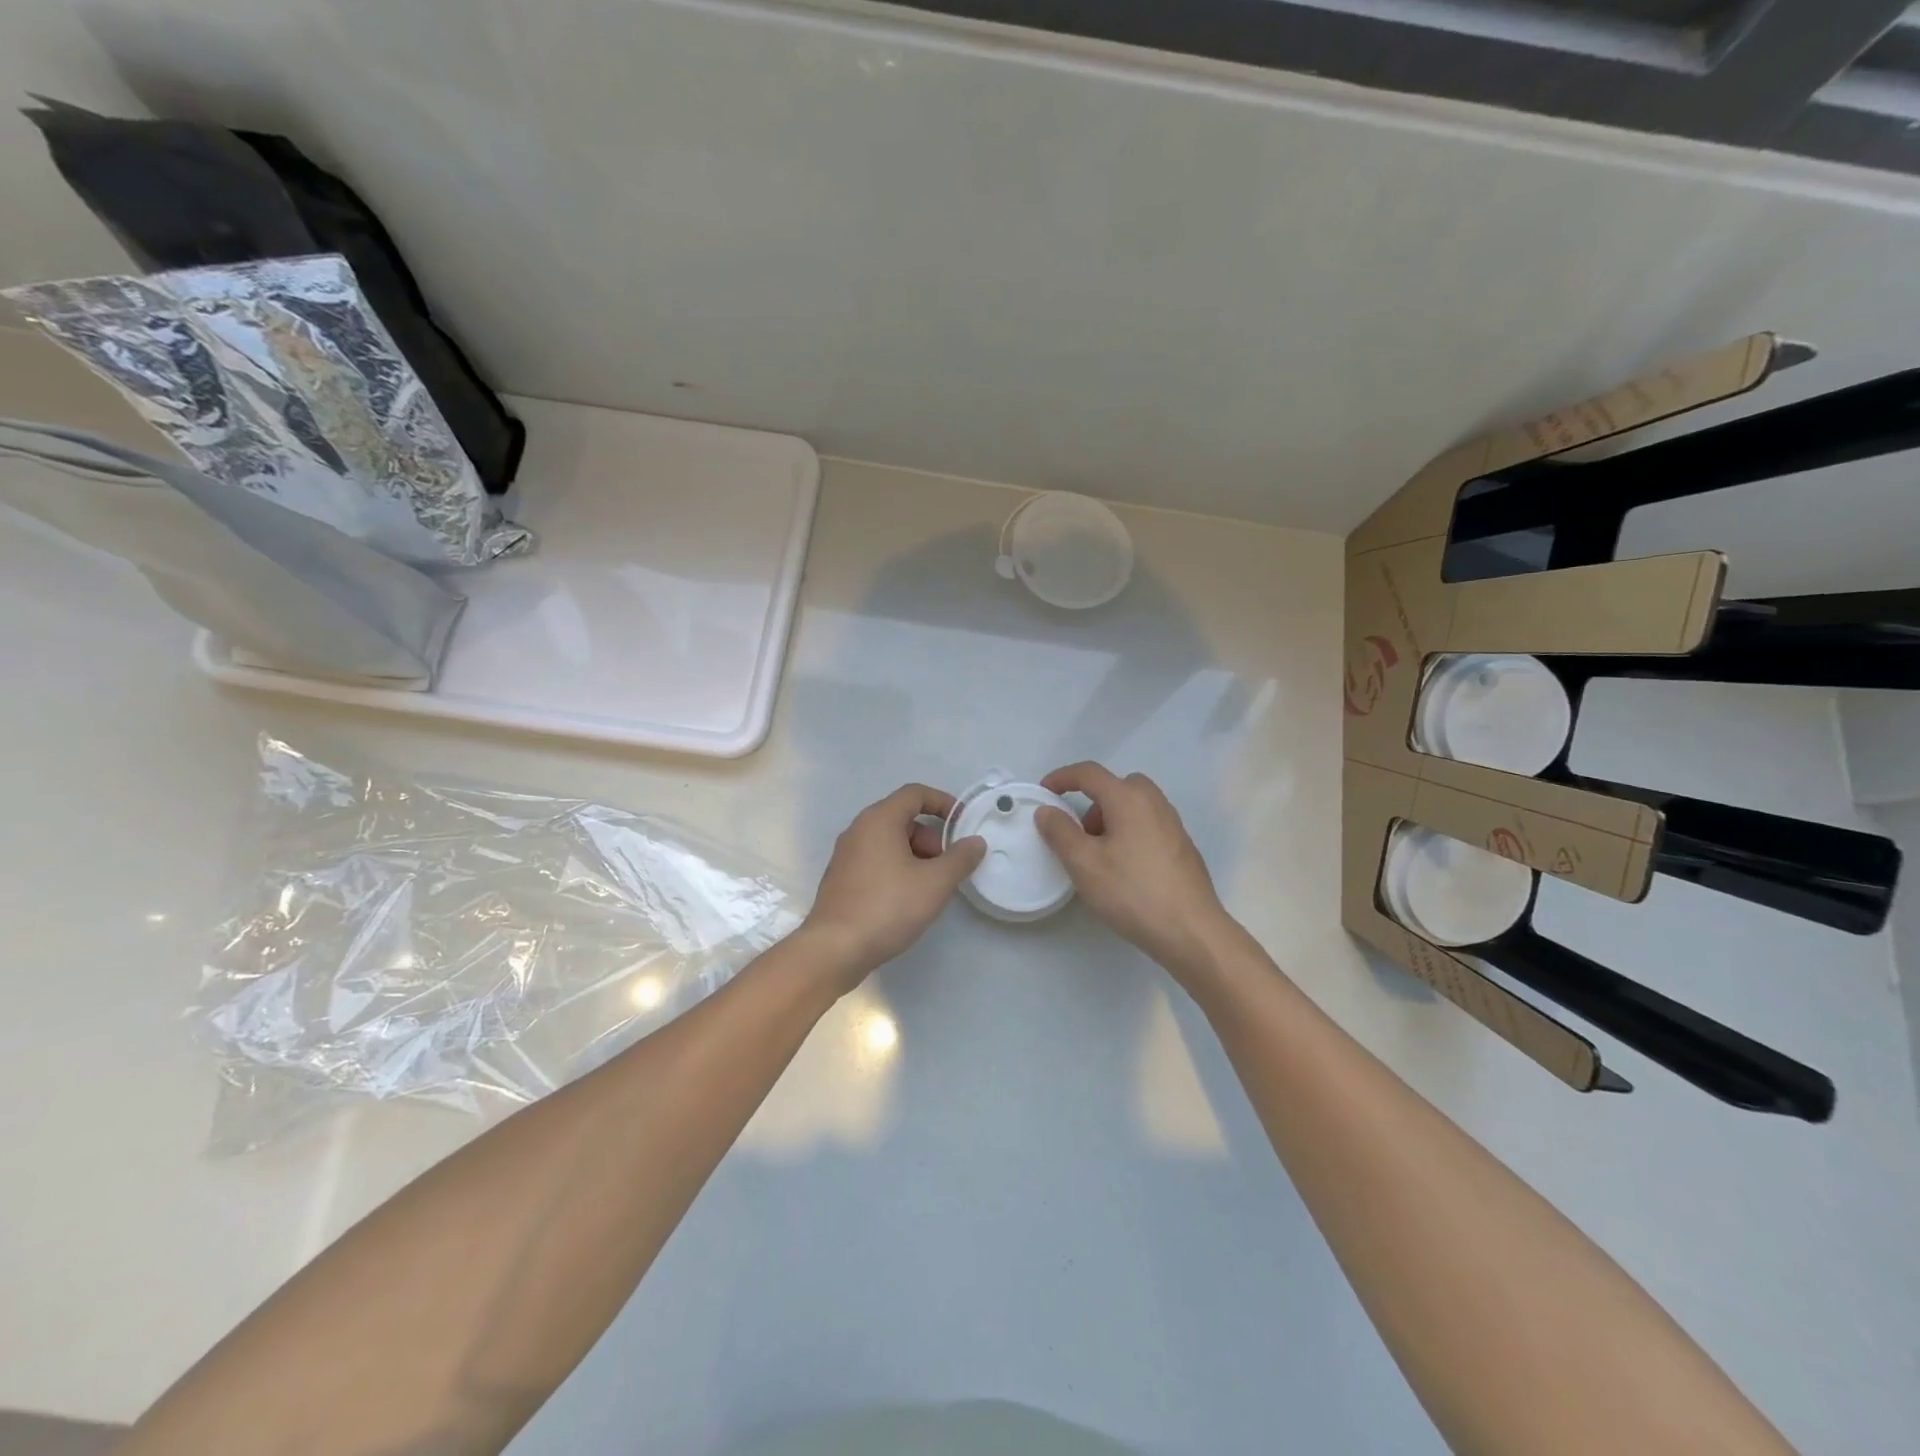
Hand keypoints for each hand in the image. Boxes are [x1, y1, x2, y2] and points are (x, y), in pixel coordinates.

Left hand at [800, 784, 985, 988]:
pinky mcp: (841, 878)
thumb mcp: (935, 883)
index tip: (963, 824)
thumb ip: (960, 859)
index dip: (943, 803)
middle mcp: (858, 829)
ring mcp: (846, 855)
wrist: (835, 949)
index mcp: (879, 819)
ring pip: (890, 842)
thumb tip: (975, 842)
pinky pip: (876, 860)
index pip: (915, 793)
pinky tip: (907, 900)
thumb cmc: (888, 907)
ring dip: (916, 856)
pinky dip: (897, 869)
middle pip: (903, 818)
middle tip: (947, 867)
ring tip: (930, 888)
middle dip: (931, 838)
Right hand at [1035, 763, 1234, 978]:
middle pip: (1117, 785)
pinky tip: (1125, 870)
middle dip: (1092, 801)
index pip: (1089, 773)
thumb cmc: (1132, 892)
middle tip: (1079, 833)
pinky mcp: (1183, 847)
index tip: (1043, 792)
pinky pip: (1148, 825)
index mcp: (1129, 798)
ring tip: (1100, 856)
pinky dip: (1130, 833)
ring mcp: (1173, 825)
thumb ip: (1060, 832)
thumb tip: (1047, 811)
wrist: (1191, 931)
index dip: (1062, 777)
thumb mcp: (1084, 863)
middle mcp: (1154, 803)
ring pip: (1135, 806)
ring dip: (1111, 818)